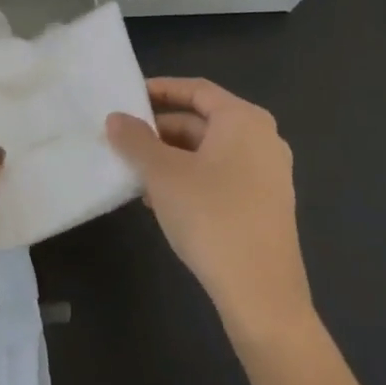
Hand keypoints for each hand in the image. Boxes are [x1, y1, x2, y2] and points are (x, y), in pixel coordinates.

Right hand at [107, 78, 313, 341]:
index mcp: (243, 119)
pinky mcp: (267, 204)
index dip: (160, 90)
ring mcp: (269, 173)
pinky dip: (192, 178)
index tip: (129, 97)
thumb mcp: (163, 175)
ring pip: (211, 152)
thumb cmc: (211, 217)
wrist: (262, 294)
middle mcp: (263, 138)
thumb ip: (136, 141)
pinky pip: (223, 176)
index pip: (196, 90)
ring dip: (173, 158)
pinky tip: (163, 202)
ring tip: (137, 175)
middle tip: (125, 141)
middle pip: (204, 121)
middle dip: (162, 131)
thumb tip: (116, 118)